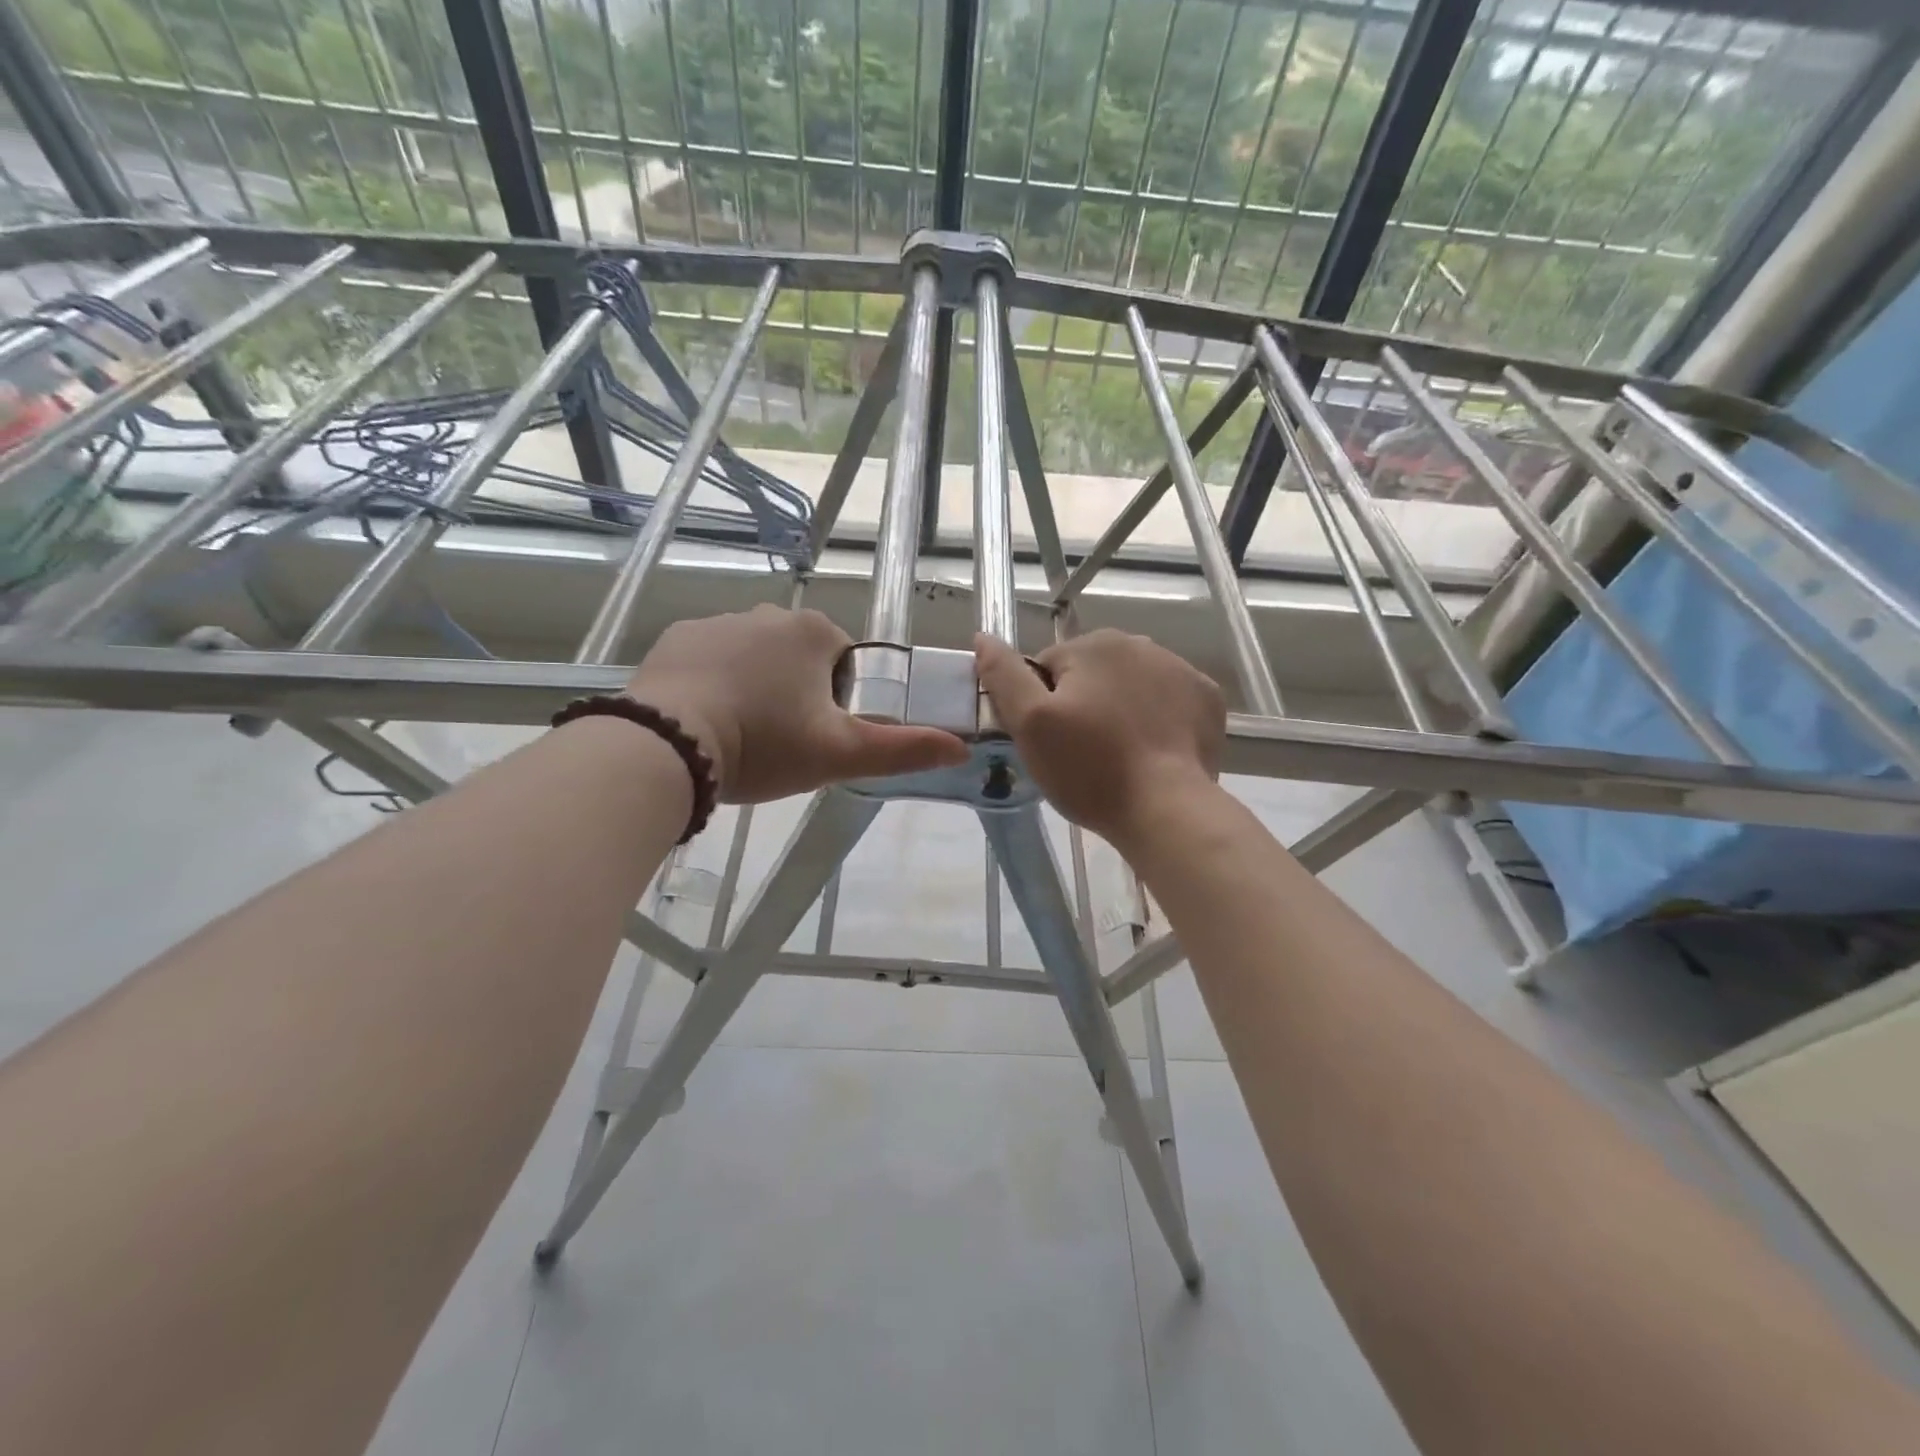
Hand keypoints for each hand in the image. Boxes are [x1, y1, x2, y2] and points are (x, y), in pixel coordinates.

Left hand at [627, 605, 968, 802]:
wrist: (669, 745)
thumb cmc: (765, 743)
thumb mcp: (841, 754)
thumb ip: (904, 749)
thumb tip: (962, 747)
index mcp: (813, 632)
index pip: (845, 663)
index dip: (839, 704)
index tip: (817, 737)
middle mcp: (768, 613)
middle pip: (800, 659)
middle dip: (796, 695)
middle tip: (780, 743)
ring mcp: (716, 622)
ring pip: (754, 660)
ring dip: (755, 690)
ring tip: (739, 737)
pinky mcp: (674, 639)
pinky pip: (709, 661)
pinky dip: (713, 686)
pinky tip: (703, 724)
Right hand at [974, 629, 1224, 848]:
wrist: (1167, 809)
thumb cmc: (1090, 769)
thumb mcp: (1030, 724)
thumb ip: (1003, 675)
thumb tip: (983, 636)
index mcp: (1094, 645)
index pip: (1048, 668)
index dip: (1040, 707)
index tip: (1050, 743)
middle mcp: (1140, 644)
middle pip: (1091, 674)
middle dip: (1081, 705)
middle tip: (1081, 754)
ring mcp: (1181, 669)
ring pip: (1130, 686)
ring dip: (1119, 710)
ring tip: (1118, 758)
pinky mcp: (1208, 699)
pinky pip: (1168, 702)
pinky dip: (1158, 720)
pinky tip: (1152, 753)